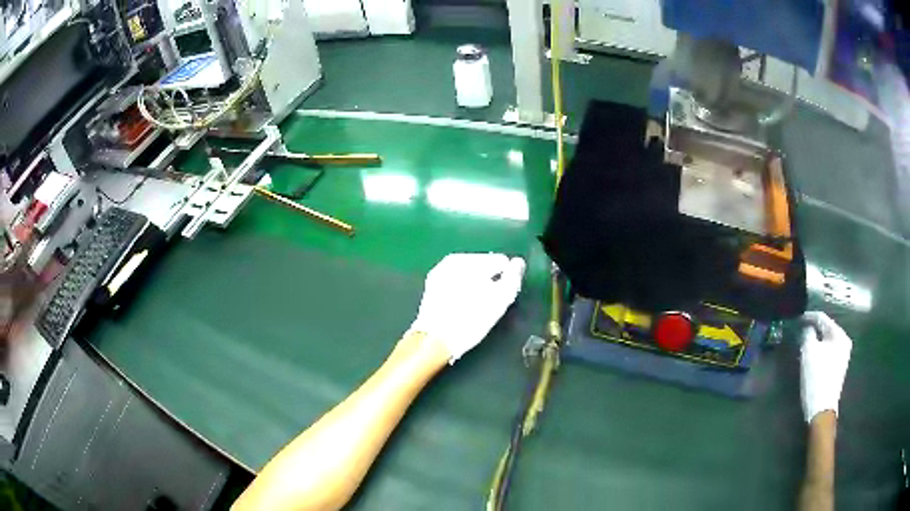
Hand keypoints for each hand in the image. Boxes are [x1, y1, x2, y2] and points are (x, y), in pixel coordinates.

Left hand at [408, 253, 525, 363]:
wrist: (434, 340)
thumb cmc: (470, 321)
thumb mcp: (500, 301)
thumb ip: (513, 278)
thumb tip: (518, 263)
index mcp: (471, 260)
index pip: (501, 262)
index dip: (506, 279)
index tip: (502, 297)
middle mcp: (454, 260)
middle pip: (484, 266)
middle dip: (490, 280)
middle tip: (489, 304)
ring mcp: (441, 271)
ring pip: (470, 274)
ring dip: (477, 285)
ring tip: (476, 307)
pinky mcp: (433, 284)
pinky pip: (457, 281)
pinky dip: (463, 289)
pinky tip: (463, 306)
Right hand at [800, 312, 852, 422]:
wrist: (821, 409)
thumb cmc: (817, 378)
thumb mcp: (809, 352)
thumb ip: (808, 334)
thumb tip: (807, 328)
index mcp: (840, 335)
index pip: (823, 318)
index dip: (809, 317)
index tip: (797, 318)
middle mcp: (844, 343)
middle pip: (826, 330)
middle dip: (813, 330)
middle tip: (800, 331)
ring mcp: (842, 357)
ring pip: (826, 343)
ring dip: (815, 342)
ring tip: (803, 344)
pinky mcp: (837, 369)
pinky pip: (827, 353)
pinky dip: (818, 352)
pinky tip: (810, 357)